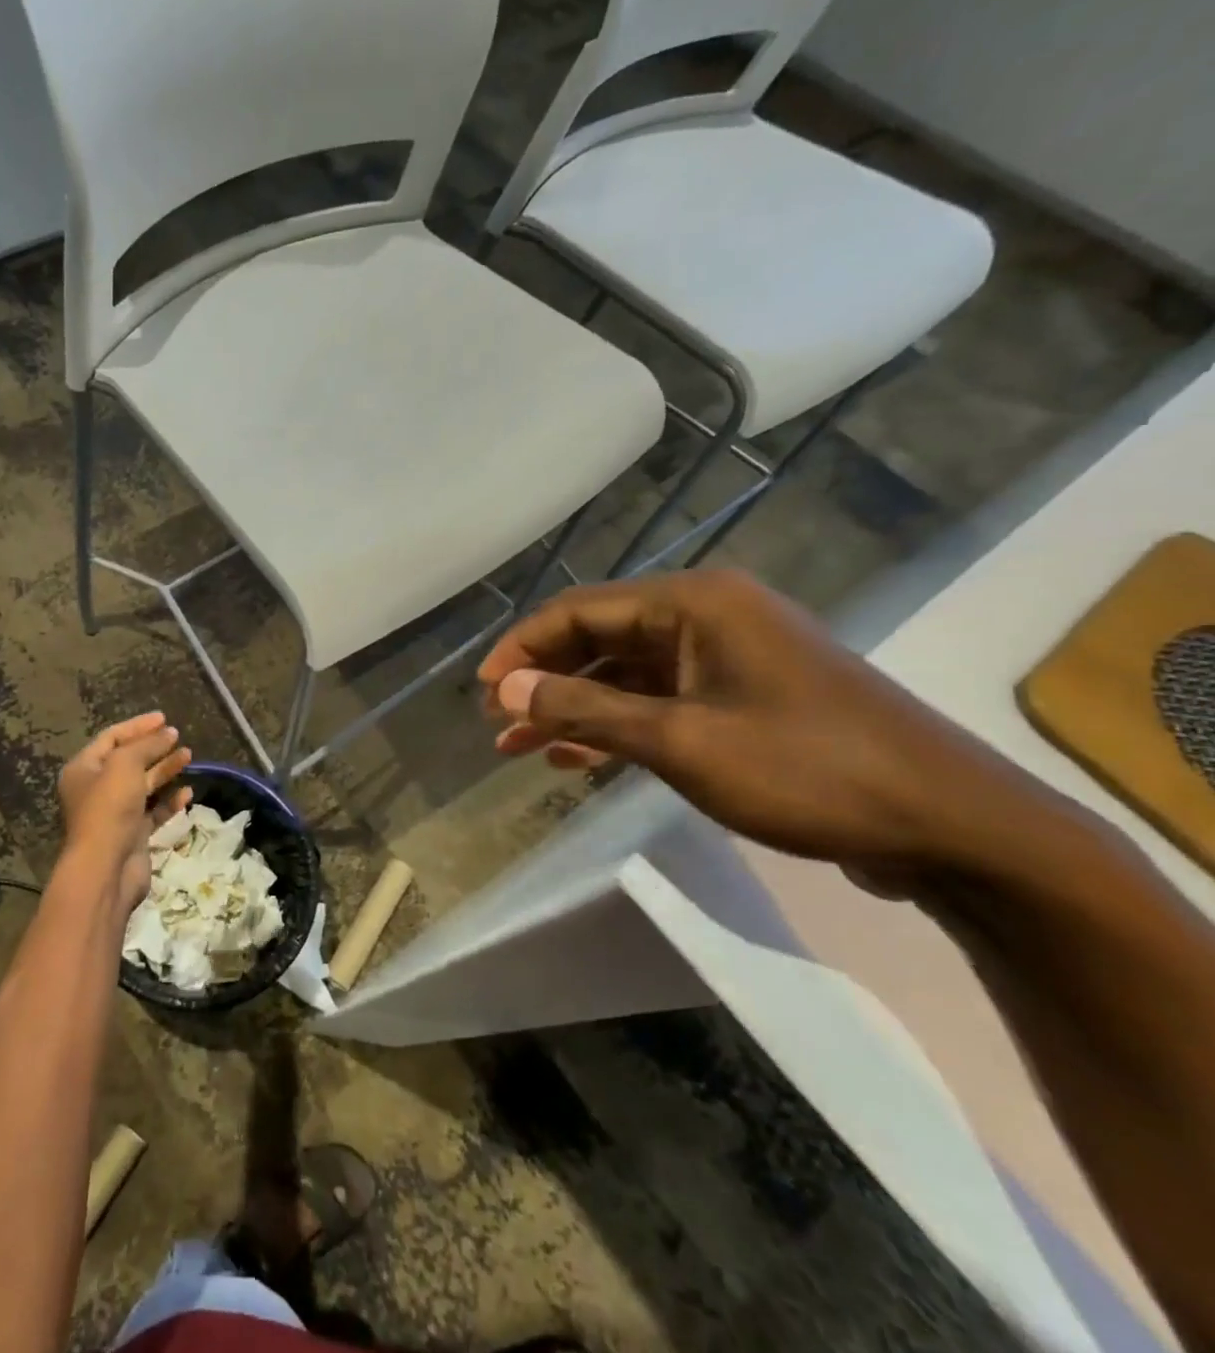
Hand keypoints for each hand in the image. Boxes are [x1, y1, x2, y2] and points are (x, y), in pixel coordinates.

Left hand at [57, 713, 191, 904]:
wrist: (107, 868)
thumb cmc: (109, 808)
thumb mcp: (125, 764)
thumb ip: (146, 745)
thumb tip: (167, 733)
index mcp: (84, 769)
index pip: (111, 738)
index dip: (137, 726)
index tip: (164, 718)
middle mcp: (96, 789)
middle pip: (128, 760)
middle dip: (153, 747)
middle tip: (177, 736)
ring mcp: (115, 813)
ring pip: (143, 785)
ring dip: (165, 770)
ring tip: (189, 756)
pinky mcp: (133, 834)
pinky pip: (154, 811)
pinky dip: (170, 800)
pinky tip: (188, 792)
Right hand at [478, 570, 1034, 876]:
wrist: (951, 827)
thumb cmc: (807, 771)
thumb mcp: (680, 742)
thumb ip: (585, 711)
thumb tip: (504, 690)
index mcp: (694, 604)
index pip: (579, 611)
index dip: (521, 648)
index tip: (480, 691)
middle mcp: (707, 617)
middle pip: (598, 638)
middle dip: (542, 681)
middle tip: (494, 722)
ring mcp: (726, 658)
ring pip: (623, 674)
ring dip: (572, 708)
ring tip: (518, 747)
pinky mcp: (741, 697)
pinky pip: (657, 700)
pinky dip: (614, 726)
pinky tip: (576, 758)